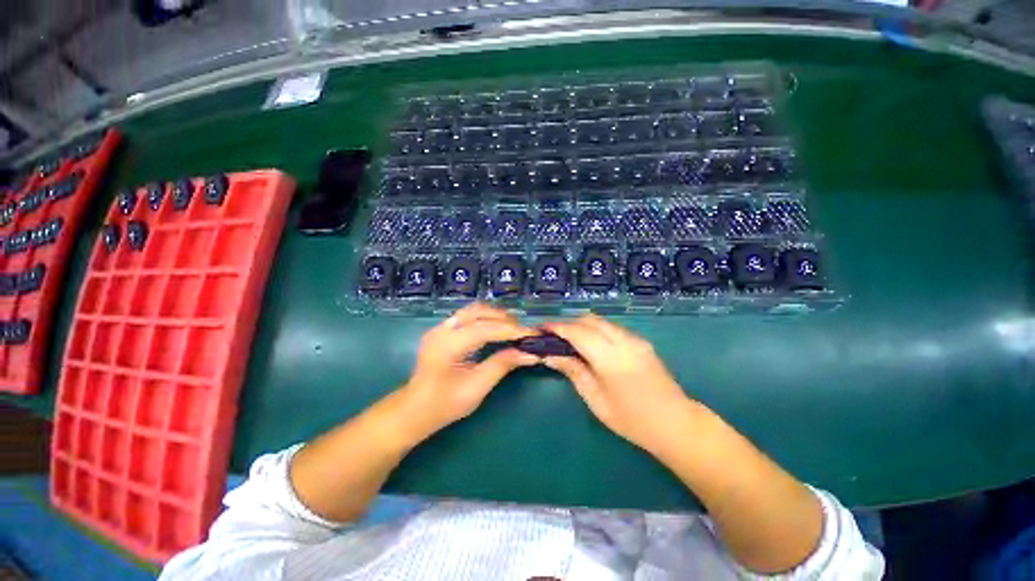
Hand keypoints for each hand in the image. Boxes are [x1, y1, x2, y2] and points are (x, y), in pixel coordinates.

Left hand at [397, 303, 538, 441]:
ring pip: (473, 310)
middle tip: (524, 331)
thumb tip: (530, 353)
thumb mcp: (477, 388)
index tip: (533, 333)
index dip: (511, 330)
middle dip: (504, 318)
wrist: (414, 409)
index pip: (485, 329)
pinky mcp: (442, 329)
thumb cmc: (444, 404)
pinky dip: (486, 319)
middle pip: (479, 311)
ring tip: (513, 328)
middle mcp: (442, 329)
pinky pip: (468, 316)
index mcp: (448, 345)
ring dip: (495, 316)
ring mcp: (440, 327)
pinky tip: (497, 328)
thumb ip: (502, 365)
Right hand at [542, 315, 696, 454]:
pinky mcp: (641, 341)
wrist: (675, 424)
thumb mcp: (595, 399)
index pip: (577, 332)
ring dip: (582, 325)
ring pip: (601, 321)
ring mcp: (635, 339)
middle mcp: (623, 340)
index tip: (540, 328)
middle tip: (553, 336)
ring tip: (569, 340)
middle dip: (568, 323)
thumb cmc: (631, 419)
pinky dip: (595, 330)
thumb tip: (550, 356)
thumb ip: (573, 371)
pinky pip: (612, 328)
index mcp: (610, 357)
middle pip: (589, 319)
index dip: (556, 327)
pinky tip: (590, 345)